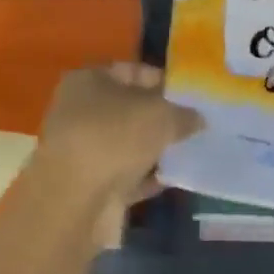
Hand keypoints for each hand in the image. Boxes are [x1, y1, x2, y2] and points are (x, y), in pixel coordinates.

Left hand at [37, 64, 202, 203]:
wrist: (76, 202)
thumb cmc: (114, 139)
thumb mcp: (160, 115)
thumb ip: (184, 113)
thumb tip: (197, 118)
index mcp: (87, 81)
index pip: (132, 71)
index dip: (164, 80)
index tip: (193, 95)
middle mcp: (79, 112)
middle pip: (129, 109)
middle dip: (162, 116)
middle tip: (197, 123)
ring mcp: (84, 150)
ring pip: (128, 144)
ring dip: (156, 148)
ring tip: (192, 149)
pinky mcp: (91, 184)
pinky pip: (127, 175)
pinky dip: (148, 177)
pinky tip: (175, 178)